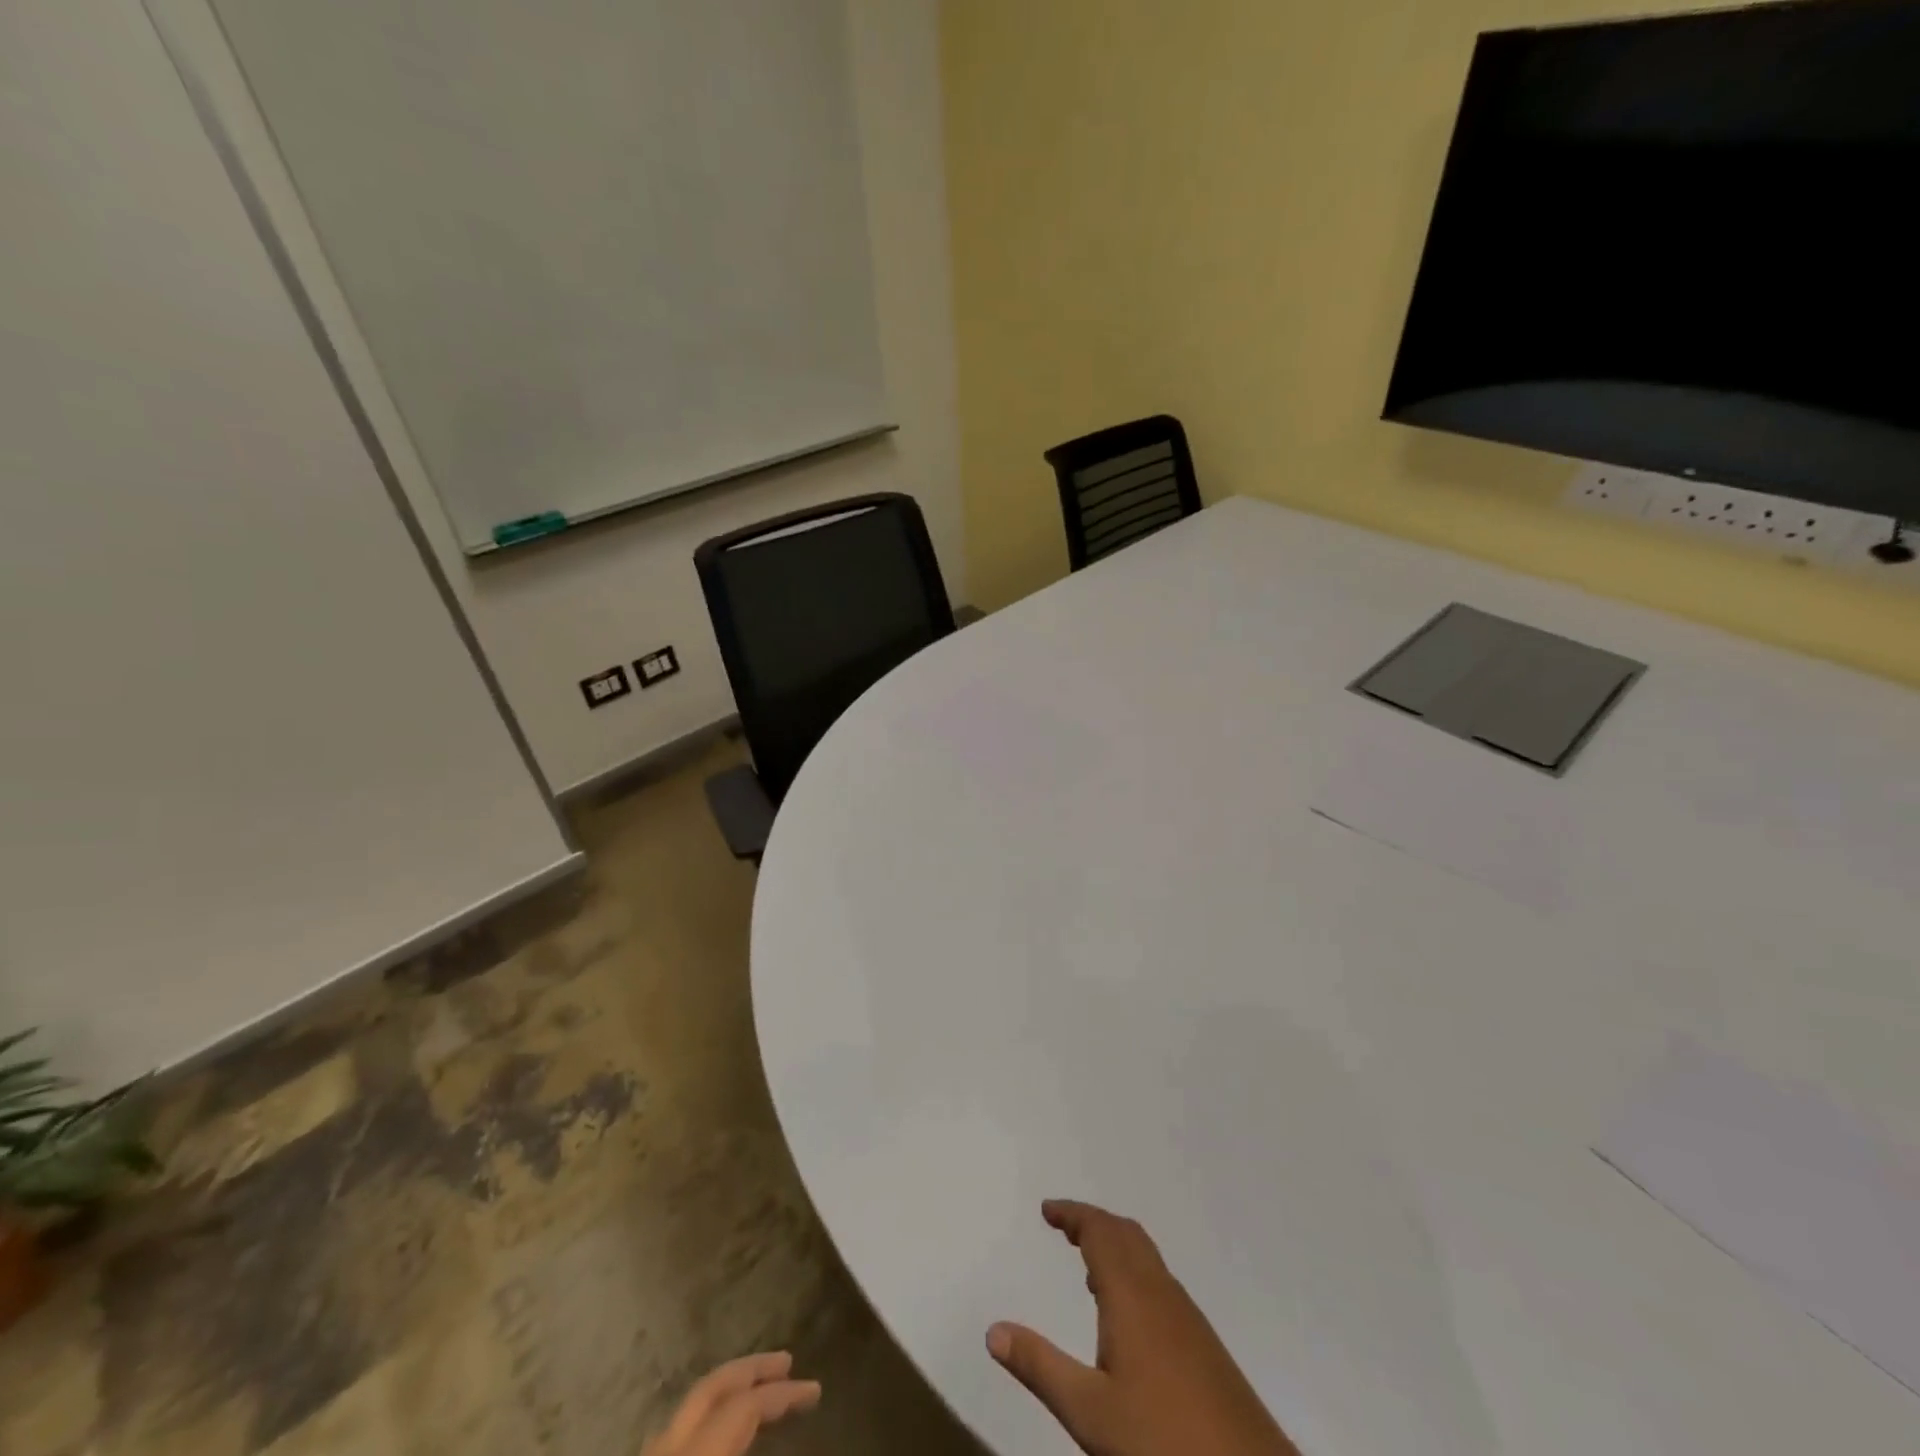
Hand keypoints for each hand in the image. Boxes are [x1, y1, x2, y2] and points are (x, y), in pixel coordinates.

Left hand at [641, 1352, 820, 1455]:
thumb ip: (744, 1441)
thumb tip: (785, 1432)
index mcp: (694, 1451)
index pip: (743, 1406)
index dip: (782, 1394)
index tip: (815, 1389)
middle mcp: (666, 1445)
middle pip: (711, 1389)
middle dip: (752, 1369)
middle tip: (787, 1361)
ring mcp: (650, 1455)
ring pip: (690, 1407)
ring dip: (729, 1390)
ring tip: (758, 1391)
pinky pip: (678, 1431)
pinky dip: (707, 1417)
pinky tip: (720, 1431)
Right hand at [987, 1200, 1298, 1455]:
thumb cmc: (1162, 1442)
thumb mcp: (1089, 1412)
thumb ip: (1040, 1367)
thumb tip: (993, 1330)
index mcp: (1131, 1294)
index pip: (1099, 1230)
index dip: (1072, 1213)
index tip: (1047, 1210)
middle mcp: (1160, 1292)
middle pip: (1125, 1234)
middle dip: (1093, 1223)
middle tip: (1063, 1227)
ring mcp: (1187, 1316)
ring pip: (1146, 1258)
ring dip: (1115, 1247)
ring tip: (1088, 1267)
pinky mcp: (1204, 1344)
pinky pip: (1160, 1283)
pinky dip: (1135, 1274)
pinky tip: (1127, 1318)